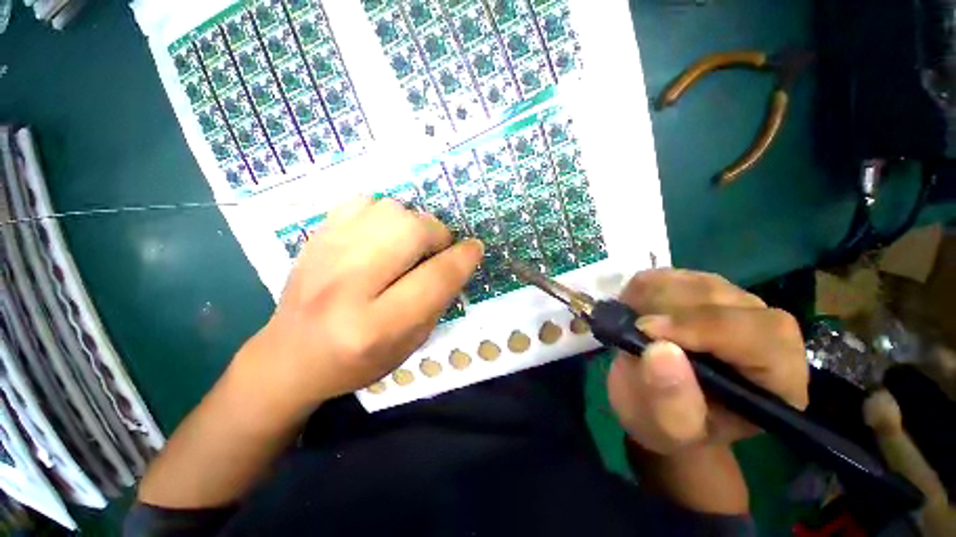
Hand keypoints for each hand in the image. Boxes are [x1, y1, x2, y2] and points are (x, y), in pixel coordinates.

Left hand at [234, 197, 482, 415]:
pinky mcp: (314, 238)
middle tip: (437, 249)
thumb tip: (456, 259)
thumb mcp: (410, 344)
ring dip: (412, 223)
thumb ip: (437, 300)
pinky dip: (383, 213)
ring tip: (409, 244)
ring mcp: (324, 255)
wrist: (290, 356)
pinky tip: (381, 235)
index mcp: (376, 325)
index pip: (435, 278)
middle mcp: (347, 286)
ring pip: (389, 209)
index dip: (464, 258)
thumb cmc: (357, 362)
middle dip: (437, 234)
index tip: (475, 248)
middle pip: (411, 231)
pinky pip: (362, 202)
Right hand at [607, 269, 808, 455]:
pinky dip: (647, 285)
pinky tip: (634, 306)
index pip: (760, 337)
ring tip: (630, 319)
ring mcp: (736, 308)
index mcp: (777, 381)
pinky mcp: (705, 293)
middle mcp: (768, 337)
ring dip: (654, 295)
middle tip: (631, 323)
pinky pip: (677, 275)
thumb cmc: (668, 424)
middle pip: (728, 300)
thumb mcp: (666, 427)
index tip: (646, 330)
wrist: (656, 403)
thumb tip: (660, 349)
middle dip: (670, 308)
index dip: (704, 327)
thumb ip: (670, 399)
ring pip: (699, 282)